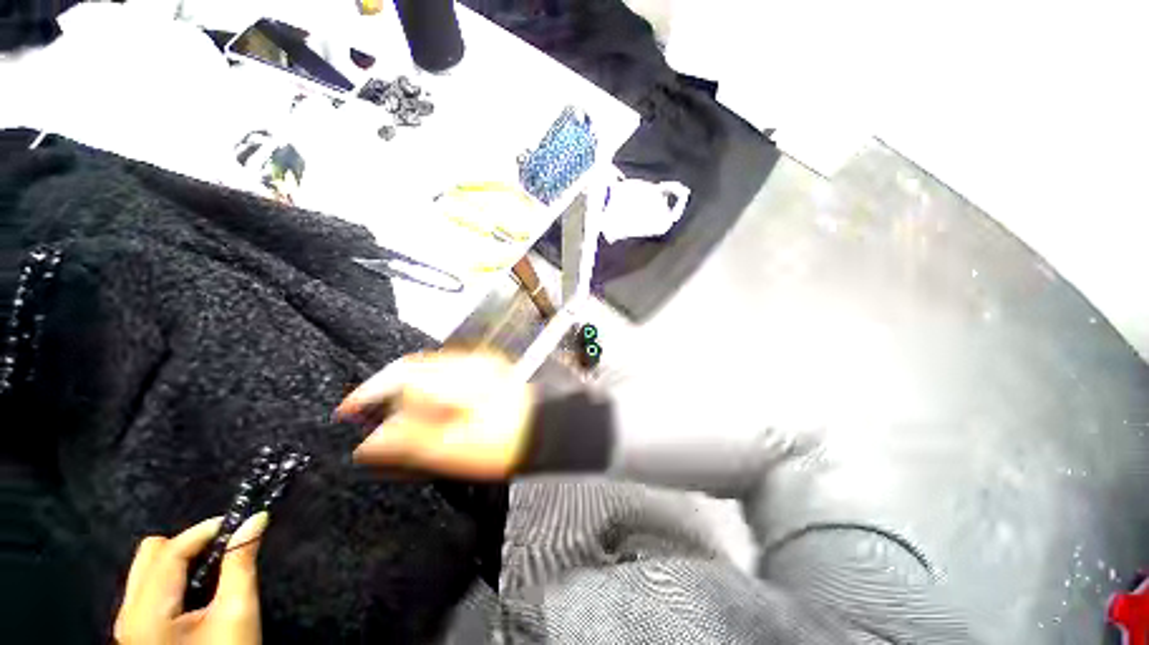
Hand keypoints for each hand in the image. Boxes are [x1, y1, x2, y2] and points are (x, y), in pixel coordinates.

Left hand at [114, 513, 268, 644]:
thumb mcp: (238, 614)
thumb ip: (241, 564)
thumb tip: (256, 520)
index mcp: (147, 614)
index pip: (169, 552)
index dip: (204, 531)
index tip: (239, 524)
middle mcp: (128, 614)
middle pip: (150, 554)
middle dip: (188, 545)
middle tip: (224, 550)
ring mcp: (128, 625)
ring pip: (146, 569)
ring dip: (181, 560)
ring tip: (214, 570)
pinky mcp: (136, 632)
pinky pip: (148, 588)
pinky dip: (174, 578)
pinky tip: (197, 592)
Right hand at [336, 350, 534, 478]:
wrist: (548, 430)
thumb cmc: (507, 443)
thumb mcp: (452, 450)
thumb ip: (407, 441)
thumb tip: (370, 441)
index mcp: (455, 380)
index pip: (399, 375)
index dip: (367, 392)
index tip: (347, 410)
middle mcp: (466, 364)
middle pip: (413, 369)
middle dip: (389, 391)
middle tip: (374, 416)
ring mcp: (480, 364)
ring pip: (430, 370)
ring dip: (411, 390)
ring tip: (404, 417)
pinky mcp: (489, 370)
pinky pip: (448, 372)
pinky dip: (433, 387)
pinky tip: (435, 407)